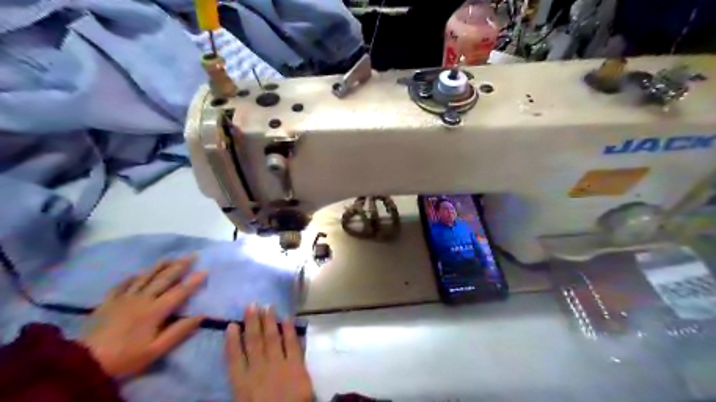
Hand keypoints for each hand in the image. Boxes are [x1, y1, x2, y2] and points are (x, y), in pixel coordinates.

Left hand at [78, 257, 206, 376]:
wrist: (83, 364)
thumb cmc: (125, 358)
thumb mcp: (156, 350)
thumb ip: (179, 332)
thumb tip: (201, 316)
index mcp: (155, 311)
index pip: (179, 292)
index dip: (193, 281)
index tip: (205, 270)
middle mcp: (142, 299)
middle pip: (163, 279)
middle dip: (179, 266)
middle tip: (192, 255)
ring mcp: (124, 299)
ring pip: (145, 277)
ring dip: (159, 266)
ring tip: (170, 257)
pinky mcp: (108, 302)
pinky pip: (122, 285)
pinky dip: (132, 278)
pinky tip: (137, 274)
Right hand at [225, 306, 312, 399]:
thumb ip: (241, 384)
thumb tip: (237, 367)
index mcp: (242, 385)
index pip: (234, 358)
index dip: (232, 340)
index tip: (232, 325)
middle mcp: (259, 371)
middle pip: (254, 342)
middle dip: (253, 322)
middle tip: (252, 305)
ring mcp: (279, 366)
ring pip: (271, 339)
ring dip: (269, 321)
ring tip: (267, 306)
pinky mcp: (297, 366)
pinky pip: (292, 344)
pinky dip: (289, 330)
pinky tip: (287, 319)